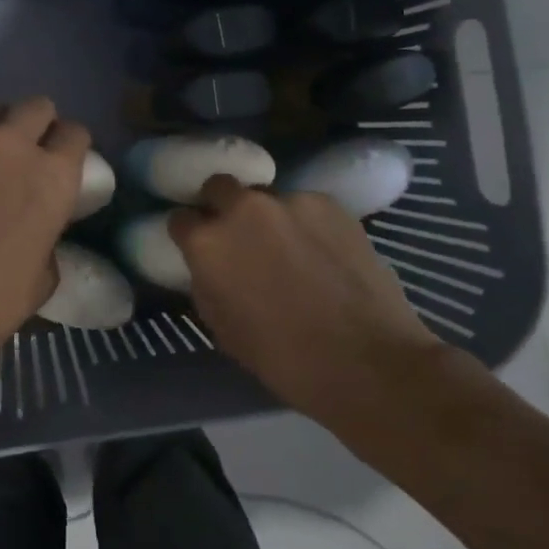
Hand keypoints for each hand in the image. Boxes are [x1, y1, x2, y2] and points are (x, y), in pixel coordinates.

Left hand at [0, 97, 88, 363]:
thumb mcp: (42, 278)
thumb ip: (48, 236)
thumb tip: (39, 227)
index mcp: (51, 178)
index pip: (75, 133)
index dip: (73, 146)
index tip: (66, 163)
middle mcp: (11, 147)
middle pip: (37, 106)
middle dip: (40, 125)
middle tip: (30, 154)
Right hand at [169, 176, 440, 418]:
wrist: (367, 362)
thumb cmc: (284, 359)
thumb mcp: (223, 327)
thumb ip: (207, 282)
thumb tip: (208, 265)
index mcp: (208, 243)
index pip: (180, 219)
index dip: (189, 234)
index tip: (200, 248)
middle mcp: (242, 209)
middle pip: (218, 186)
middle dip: (222, 205)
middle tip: (240, 236)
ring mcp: (288, 201)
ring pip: (266, 197)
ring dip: (269, 217)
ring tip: (292, 249)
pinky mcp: (329, 202)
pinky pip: (305, 206)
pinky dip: (307, 224)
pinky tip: (324, 252)